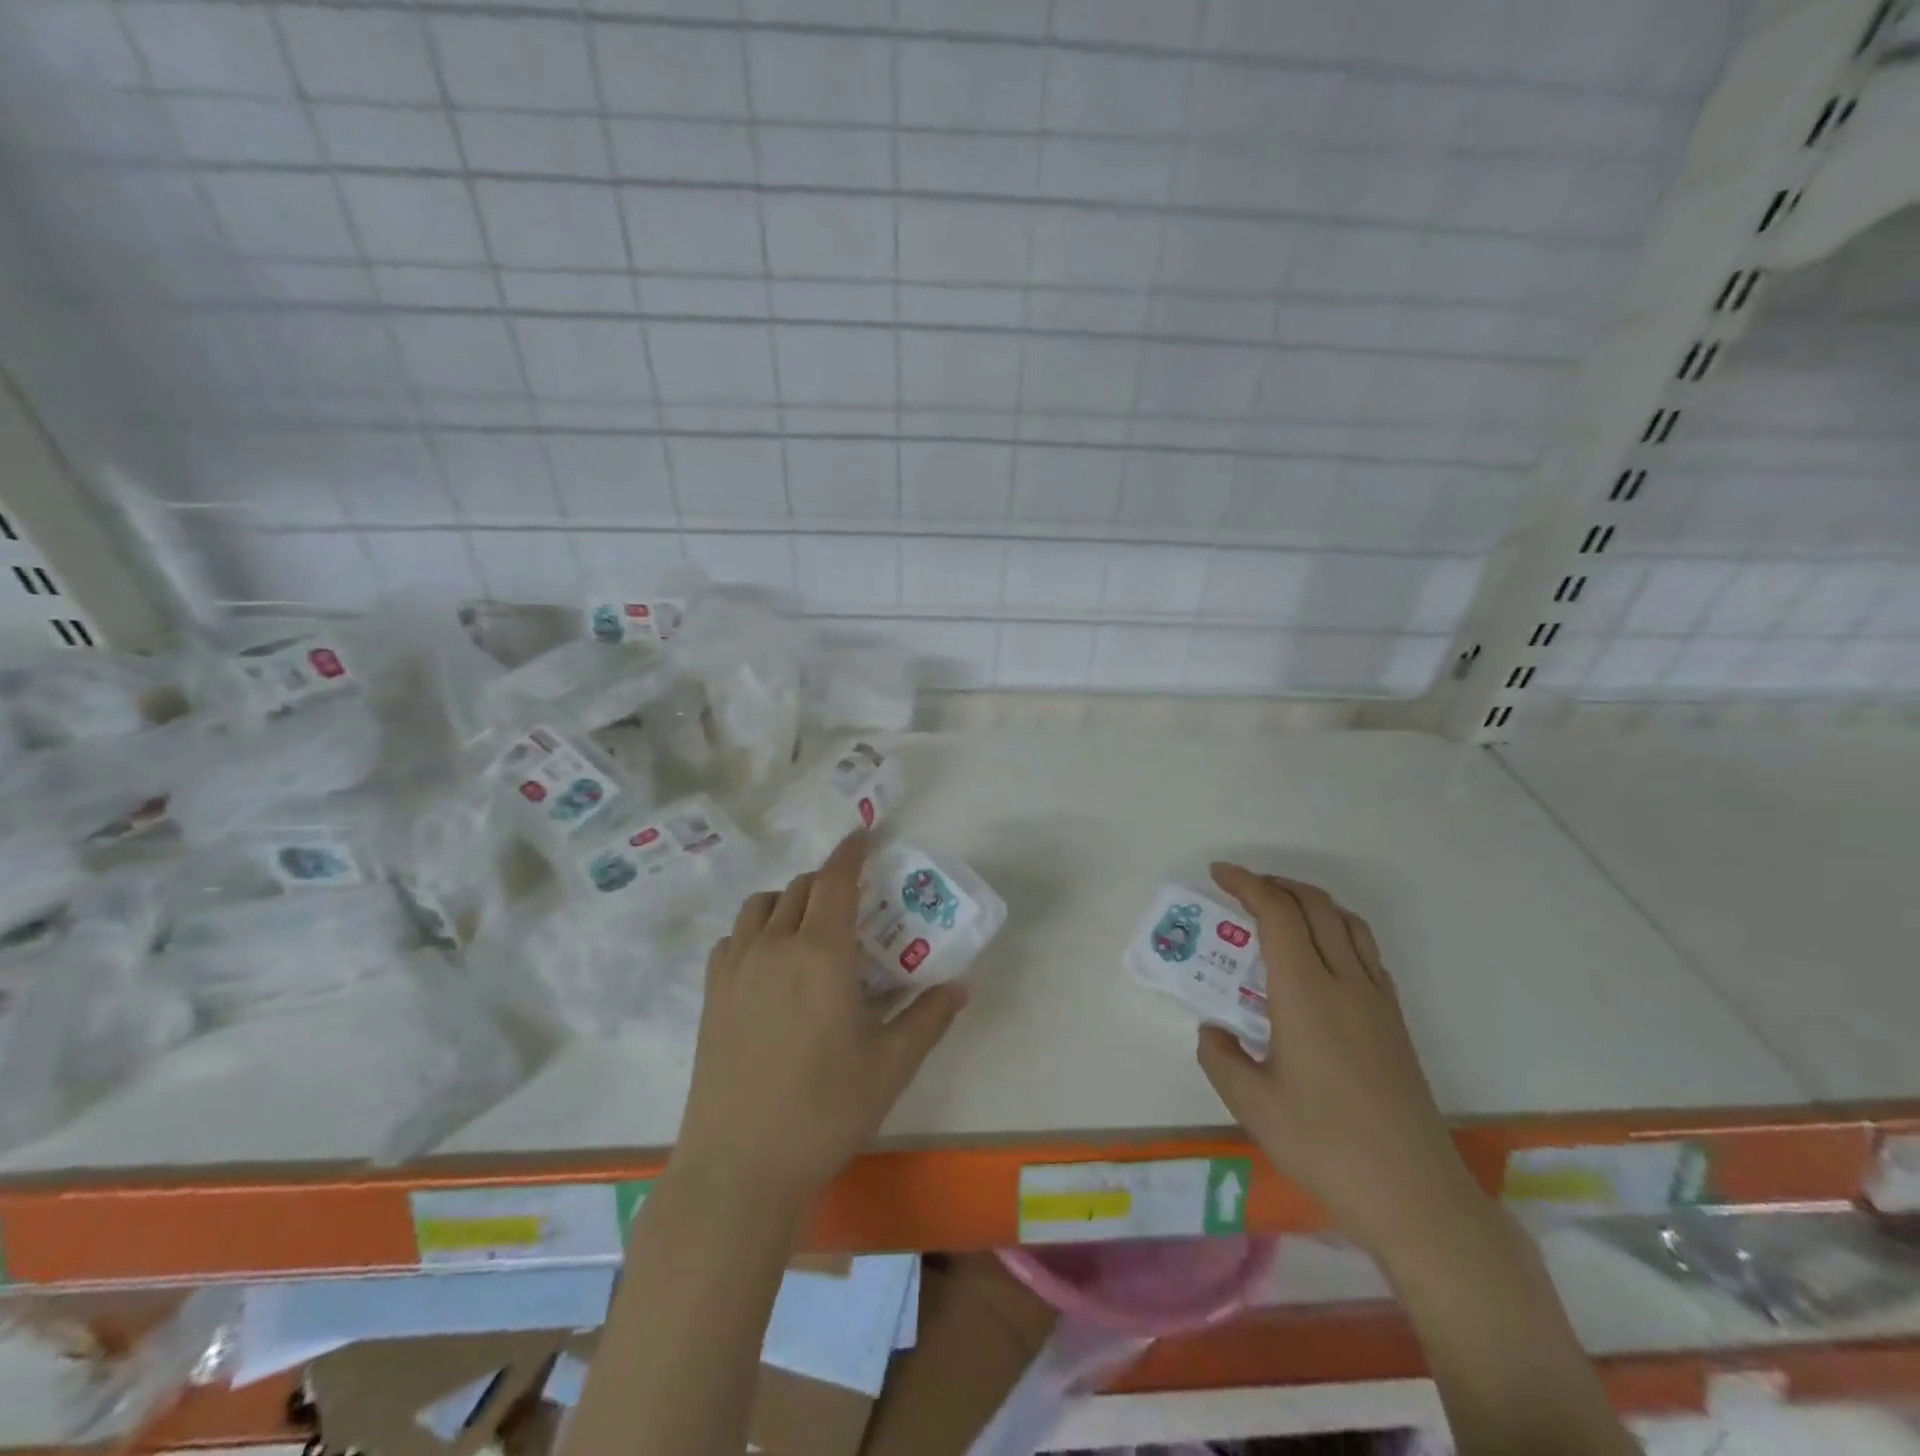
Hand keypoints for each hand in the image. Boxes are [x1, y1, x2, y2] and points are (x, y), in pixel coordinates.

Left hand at [674, 834, 966, 1201]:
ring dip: (789, 900)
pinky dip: (756, 930)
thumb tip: (961, 985)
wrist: (740, 1165)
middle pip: (800, 887)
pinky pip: (734, 938)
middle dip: (828, 881)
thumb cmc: (825, 1110)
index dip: (851, 851)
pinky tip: (770, 962)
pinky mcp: (712, 994)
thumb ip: (929, 1017)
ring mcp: (736, 968)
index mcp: (822, 953)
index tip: (865, 835)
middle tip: (853, 902)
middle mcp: (775, 945)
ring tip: (810, 926)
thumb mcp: (892, 1065)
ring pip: (762, 905)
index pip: (835, 879)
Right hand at [1197, 865, 1477, 1252]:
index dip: (1246, 884)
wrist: (1414, 1195)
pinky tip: (1320, 958)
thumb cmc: (1324, 1145)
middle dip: (1276, 884)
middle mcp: (1345, 982)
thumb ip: (1220, 1057)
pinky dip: (1336, 930)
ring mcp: (1377, 1000)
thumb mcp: (1250, 1104)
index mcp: (1305, 993)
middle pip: (1315, 905)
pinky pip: (1365, 951)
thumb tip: (1215, 1030)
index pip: (1277, 913)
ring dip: (1310, 902)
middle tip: (1242, 888)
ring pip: (1347, 922)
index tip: (1218, 874)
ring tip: (1280, 910)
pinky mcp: (1395, 1022)